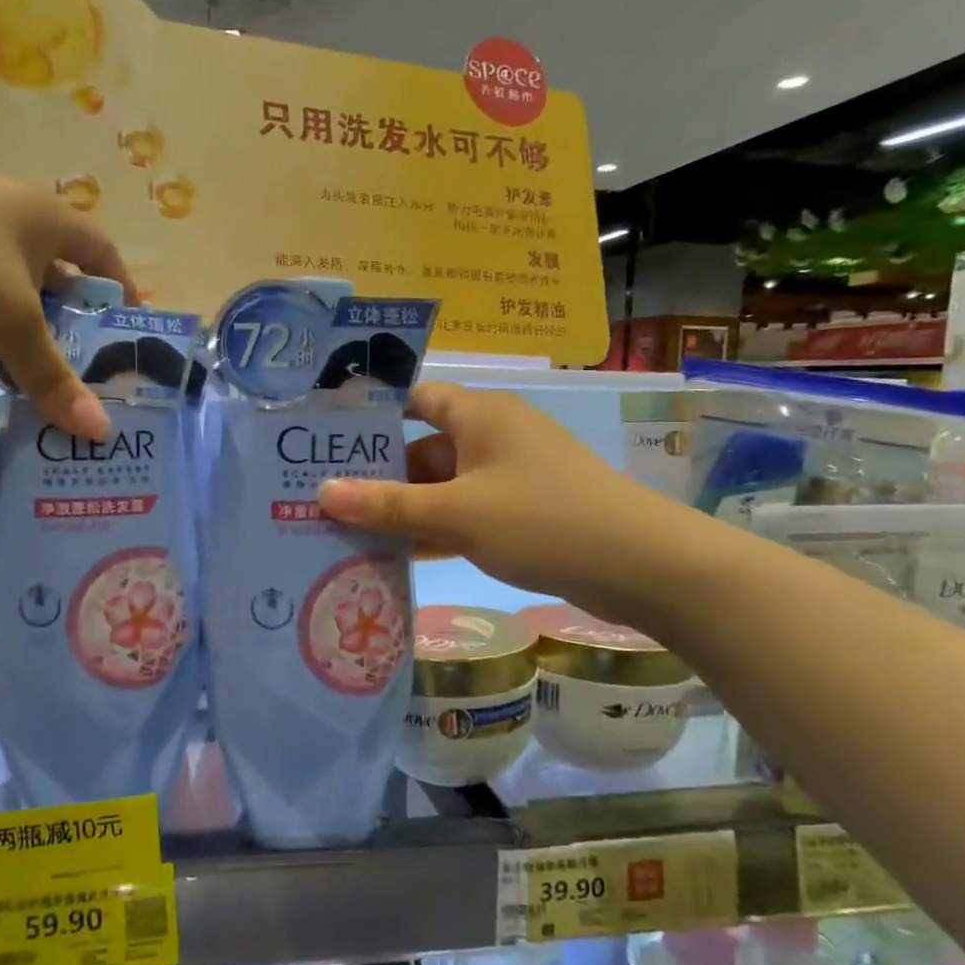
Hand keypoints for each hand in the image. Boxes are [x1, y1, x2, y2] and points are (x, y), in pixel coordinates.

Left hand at [0, 161, 135, 438]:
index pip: (102, 251)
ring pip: (12, 287)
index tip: (130, 332)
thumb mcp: (8, 325)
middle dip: (72, 322)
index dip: (122, 290)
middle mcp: (6, 211)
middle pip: (57, 273)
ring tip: (39, 379)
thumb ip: (54, 378)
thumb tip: (100, 432)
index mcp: (42, 214)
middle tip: (87, 371)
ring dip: (28, 331)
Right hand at [316, 382, 721, 628]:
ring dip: (404, 507)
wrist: (642, 567)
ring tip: (347, 530)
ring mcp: (510, 476)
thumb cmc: (543, 521)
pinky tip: (398, 555)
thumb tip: (322, 492)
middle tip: (324, 496)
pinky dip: (436, 528)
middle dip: (379, 473)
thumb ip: (389, 505)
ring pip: (443, 485)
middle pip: (423, 446)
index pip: (415, 398)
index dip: (373, 414)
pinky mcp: (523, 511)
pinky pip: (465, 512)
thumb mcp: (458, 514)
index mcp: (480, 415)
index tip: (328, 438)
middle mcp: (493, 436)